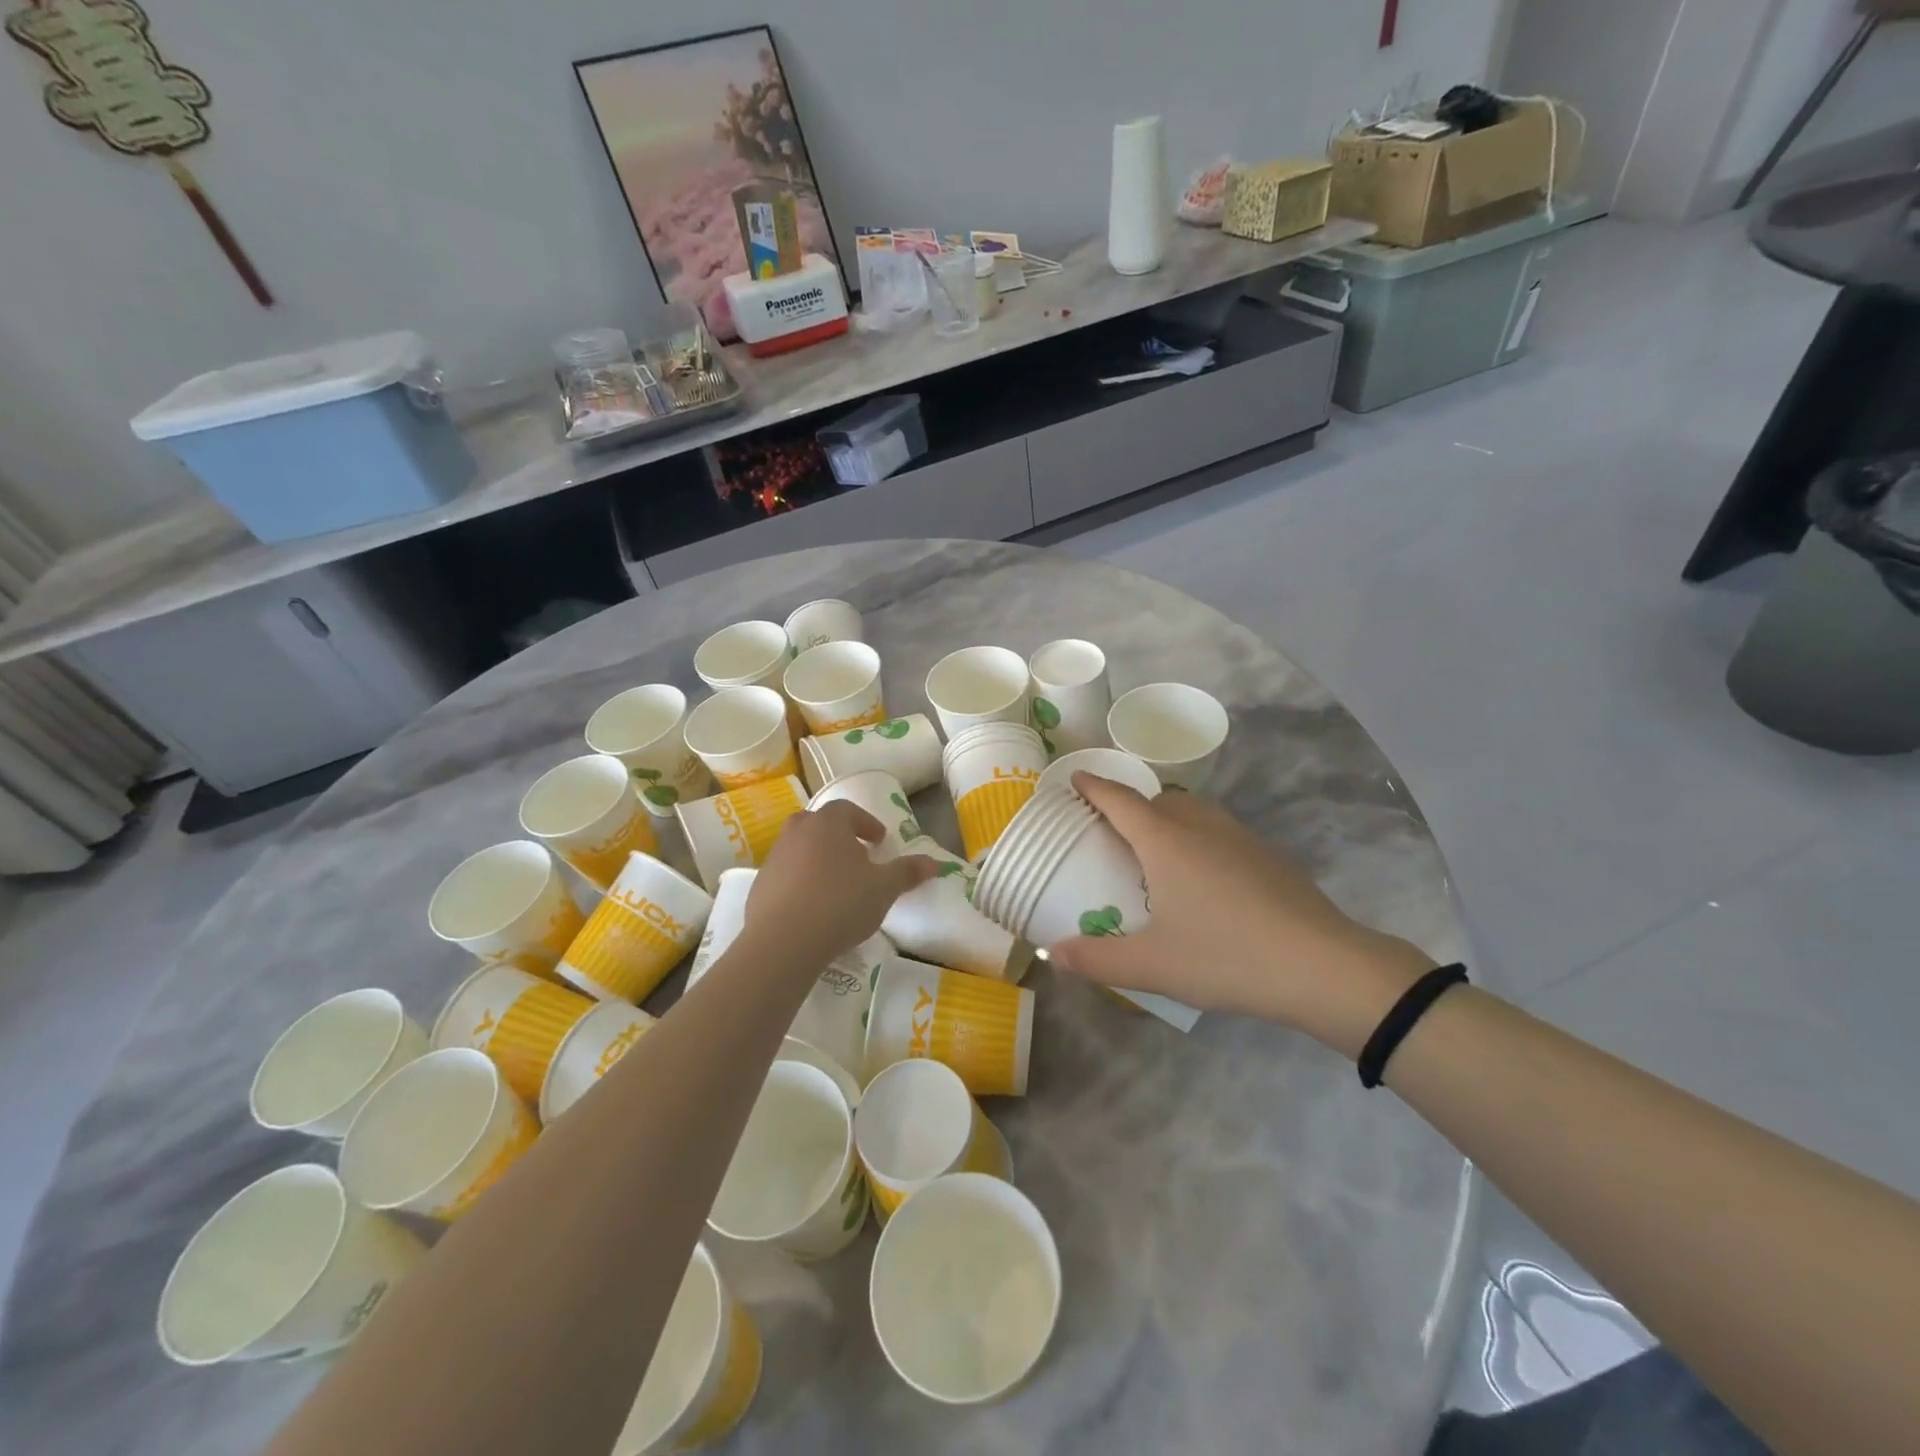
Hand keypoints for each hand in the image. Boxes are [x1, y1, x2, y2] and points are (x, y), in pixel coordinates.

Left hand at [745, 801, 936, 966]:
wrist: (783, 941)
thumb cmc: (841, 903)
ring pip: (801, 850)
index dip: (866, 823)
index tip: (879, 841)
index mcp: (828, 823)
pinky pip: (786, 876)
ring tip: (837, 886)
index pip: (848, 810)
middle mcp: (797, 832)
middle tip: (857, 857)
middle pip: (820, 825)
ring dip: (819, 860)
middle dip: (839, 838)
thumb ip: (907, 872)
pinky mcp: (760, 885)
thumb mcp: (884, 888)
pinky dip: (801, 883)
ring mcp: (774, 858)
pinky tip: (814, 908)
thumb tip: (934, 863)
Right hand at [1047, 774, 1434, 1057]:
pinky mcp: (1270, 856)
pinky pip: (1221, 833)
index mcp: (1166, 842)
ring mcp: (1241, 838)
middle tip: (1112, 832)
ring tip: (1157, 853)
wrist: (1322, 967)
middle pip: (1158, 802)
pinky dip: (1200, 840)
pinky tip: (1207, 881)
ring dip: (1169, 820)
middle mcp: (1201, 827)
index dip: (1095, 787)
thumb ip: (1097, 959)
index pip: (1120, 800)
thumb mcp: (1151, 965)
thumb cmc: (1226, 956)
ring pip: (1195, 813)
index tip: (1077, 778)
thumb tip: (1053, 953)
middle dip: (1131, 807)